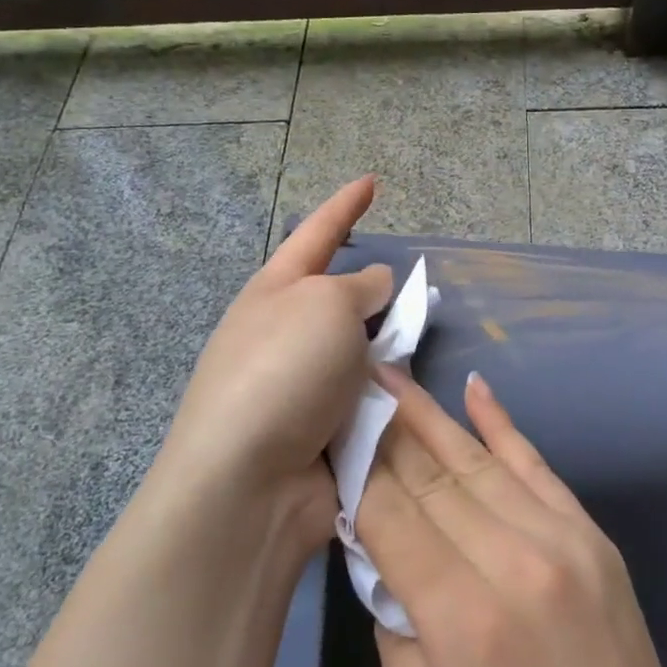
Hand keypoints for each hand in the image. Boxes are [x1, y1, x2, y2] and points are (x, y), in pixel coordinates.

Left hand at [152, 176, 392, 545]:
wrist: (248, 484)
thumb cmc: (284, 371)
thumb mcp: (327, 305)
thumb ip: (360, 286)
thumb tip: (374, 286)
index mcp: (276, 291)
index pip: (317, 233)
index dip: (346, 205)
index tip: (372, 181)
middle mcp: (284, 333)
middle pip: (342, 297)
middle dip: (378, 294)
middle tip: (417, 295)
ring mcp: (300, 385)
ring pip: (361, 350)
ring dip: (387, 350)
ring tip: (418, 351)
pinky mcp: (319, 431)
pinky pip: (367, 397)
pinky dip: (387, 393)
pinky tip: (410, 398)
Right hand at [356, 370, 666, 666]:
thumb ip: (396, 648)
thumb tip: (383, 563)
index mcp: (467, 621)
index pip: (392, 518)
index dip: (355, 469)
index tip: (325, 429)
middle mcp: (515, 560)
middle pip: (431, 478)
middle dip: (382, 430)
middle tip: (346, 384)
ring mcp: (561, 538)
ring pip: (478, 461)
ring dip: (429, 414)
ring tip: (391, 374)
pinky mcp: (589, 533)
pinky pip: (537, 464)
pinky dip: (502, 423)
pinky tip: (475, 388)